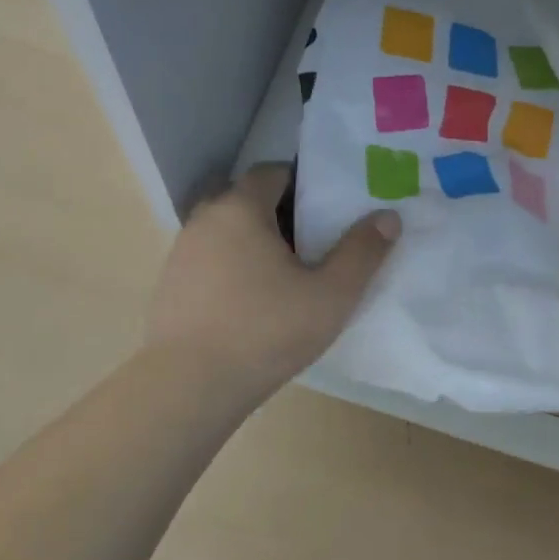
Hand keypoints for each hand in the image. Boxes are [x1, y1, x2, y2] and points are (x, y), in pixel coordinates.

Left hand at [145, 164, 399, 402]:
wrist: (188, 387)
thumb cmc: (266, 332)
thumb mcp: (330, 295)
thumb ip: (362, 252)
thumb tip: (388, 216)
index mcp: (240, 208)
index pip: (272, 172)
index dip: (302, 183)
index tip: (327, 210)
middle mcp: (205, 219)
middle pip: (247, 199)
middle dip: (280, 213)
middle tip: (313, 244)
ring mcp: (181, 252)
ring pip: (226, 230)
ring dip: (254, 241)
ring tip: (284, 276)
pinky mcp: (170, 285)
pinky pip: (209, 259)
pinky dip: (231, 267)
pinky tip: (251, 303)